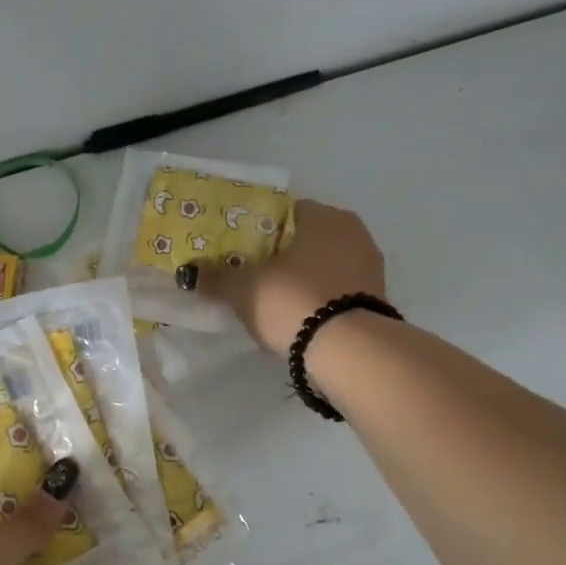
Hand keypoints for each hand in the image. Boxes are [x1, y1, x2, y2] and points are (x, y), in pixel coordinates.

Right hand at [181, 199, 386, 356]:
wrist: (349, 352)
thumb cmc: (294, 301)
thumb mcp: (244, 289)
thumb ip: (216, 277)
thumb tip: (189, 272)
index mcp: (324, 216)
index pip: (284, 213)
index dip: (257, 230)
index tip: (238, 250)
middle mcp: (353, 232)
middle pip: (305, 239)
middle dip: (279, 256)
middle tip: (250, 275)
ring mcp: (370, 267)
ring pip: (323, 266)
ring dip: (300, 279)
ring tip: (271, 300)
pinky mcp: (376, 301)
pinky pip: (337, 291)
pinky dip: (318, 299)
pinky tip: (298, 317)